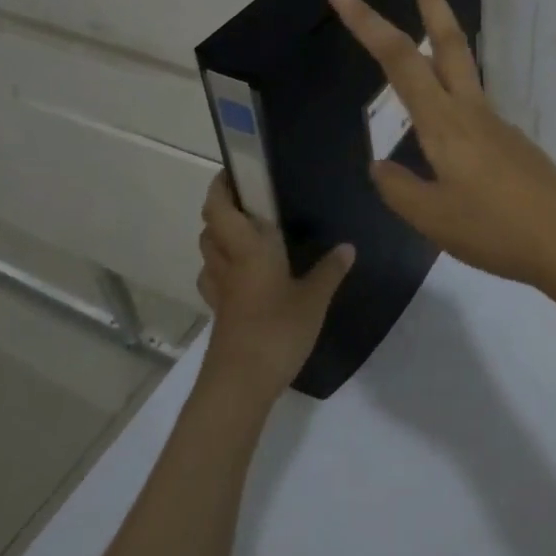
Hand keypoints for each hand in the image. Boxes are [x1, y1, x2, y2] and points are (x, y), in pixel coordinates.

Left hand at [196, 174, 353, 397]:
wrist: (240, 384)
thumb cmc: (277, 330)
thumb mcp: (314, 299)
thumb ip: (330, 270)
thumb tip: (347, 246)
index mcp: (248, 249)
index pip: (220, 208)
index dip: (220, 187)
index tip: (233, 172)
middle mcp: (228, 263)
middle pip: (210, 228)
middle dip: (222, 211)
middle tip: (251, 203)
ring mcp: (220, 292)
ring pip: (208, 254)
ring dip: (219, 239)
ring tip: (248, 235)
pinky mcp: (220, 315)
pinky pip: (215, 280)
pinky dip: (223, 269)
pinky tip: (245, 277)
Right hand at [327, 0, 555, 293]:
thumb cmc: (496, 230)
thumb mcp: (433, 219)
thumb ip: (399, 189)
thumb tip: (379, 166)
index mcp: (444, 123)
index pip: (398, 60)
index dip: (366, 23)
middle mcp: (471, 110)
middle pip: (448, 41)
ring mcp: (496, 123)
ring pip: (462, 68)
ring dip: (441, 38)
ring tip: (420, 32)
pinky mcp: (510, 142)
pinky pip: (472, 106)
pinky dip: (450, 95)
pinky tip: (443, 135)